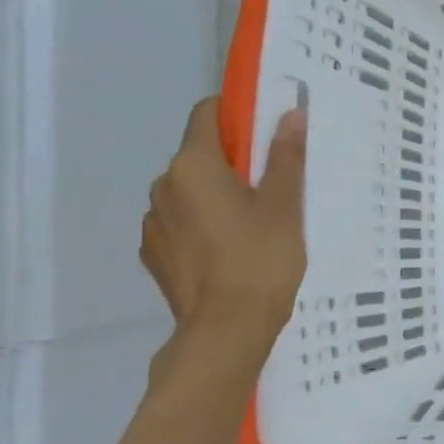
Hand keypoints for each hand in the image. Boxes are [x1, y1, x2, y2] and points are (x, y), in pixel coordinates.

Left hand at [141, 99, 306, 354]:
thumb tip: (289, 113)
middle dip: (234, 161)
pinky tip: (231, 249)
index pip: (206, 114)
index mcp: (193, 166)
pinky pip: (181, 223)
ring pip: (190, 191)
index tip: (268, 132)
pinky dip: (204, 224)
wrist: (226, 330)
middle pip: (199, 155)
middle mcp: (163, 186)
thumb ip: (285, 156)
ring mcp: (153, 222)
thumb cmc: (261, 259)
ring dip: (217, 194)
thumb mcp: (284, 205)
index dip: (238, 115)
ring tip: (255, 224)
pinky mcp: (154, 254)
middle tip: (274, 186)